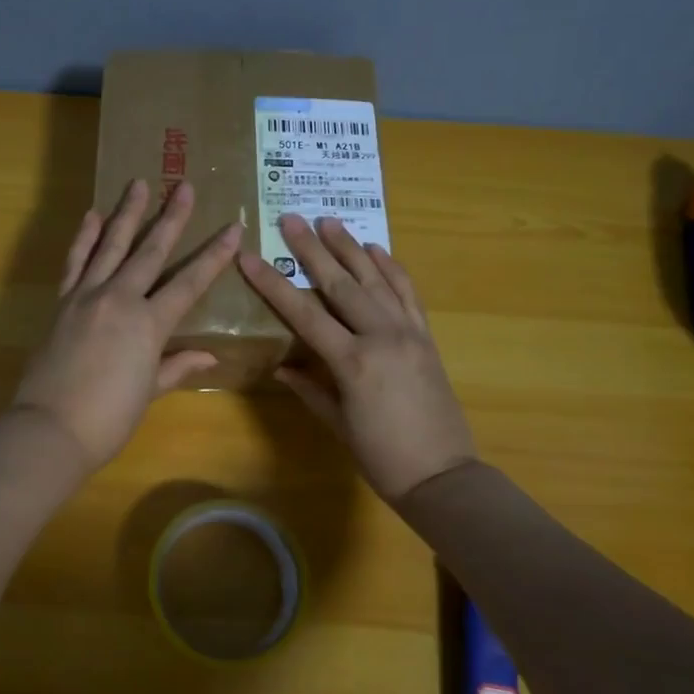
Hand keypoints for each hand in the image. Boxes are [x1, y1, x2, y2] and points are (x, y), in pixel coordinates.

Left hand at [14, 179, 240, 470]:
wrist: (51, 428)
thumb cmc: (109, 418)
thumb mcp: (149, 392)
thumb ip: (177, 367)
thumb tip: (209, 357)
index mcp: (149, 324)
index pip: (189, 282)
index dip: (214, 256)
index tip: (233, 227)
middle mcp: (120, 300)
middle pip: (150, 251)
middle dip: (171, 217)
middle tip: (184, 185)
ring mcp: (87, 297)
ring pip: (111, 246)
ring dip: (127, 213)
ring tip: (139, 183)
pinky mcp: (62, 303)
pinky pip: (76, 263)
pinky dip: (84, 238)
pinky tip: (92, 215)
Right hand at [238, 215, 476, 501]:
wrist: (443, 475)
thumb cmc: (382, 457)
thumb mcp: (338, 424)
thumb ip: (310, 389)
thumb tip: (282, 367)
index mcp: (352, 362)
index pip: (303, 313)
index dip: (273, 285)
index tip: (249, 258)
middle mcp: (381, 336)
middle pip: (340, 283)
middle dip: (312, 249)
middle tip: (290, 218)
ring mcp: (408, 332)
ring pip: (375, 279)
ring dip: (350, 247)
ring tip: (329, 221)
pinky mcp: (426, 336)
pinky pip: (407, 293)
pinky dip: (391, 268)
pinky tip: (375, 249)